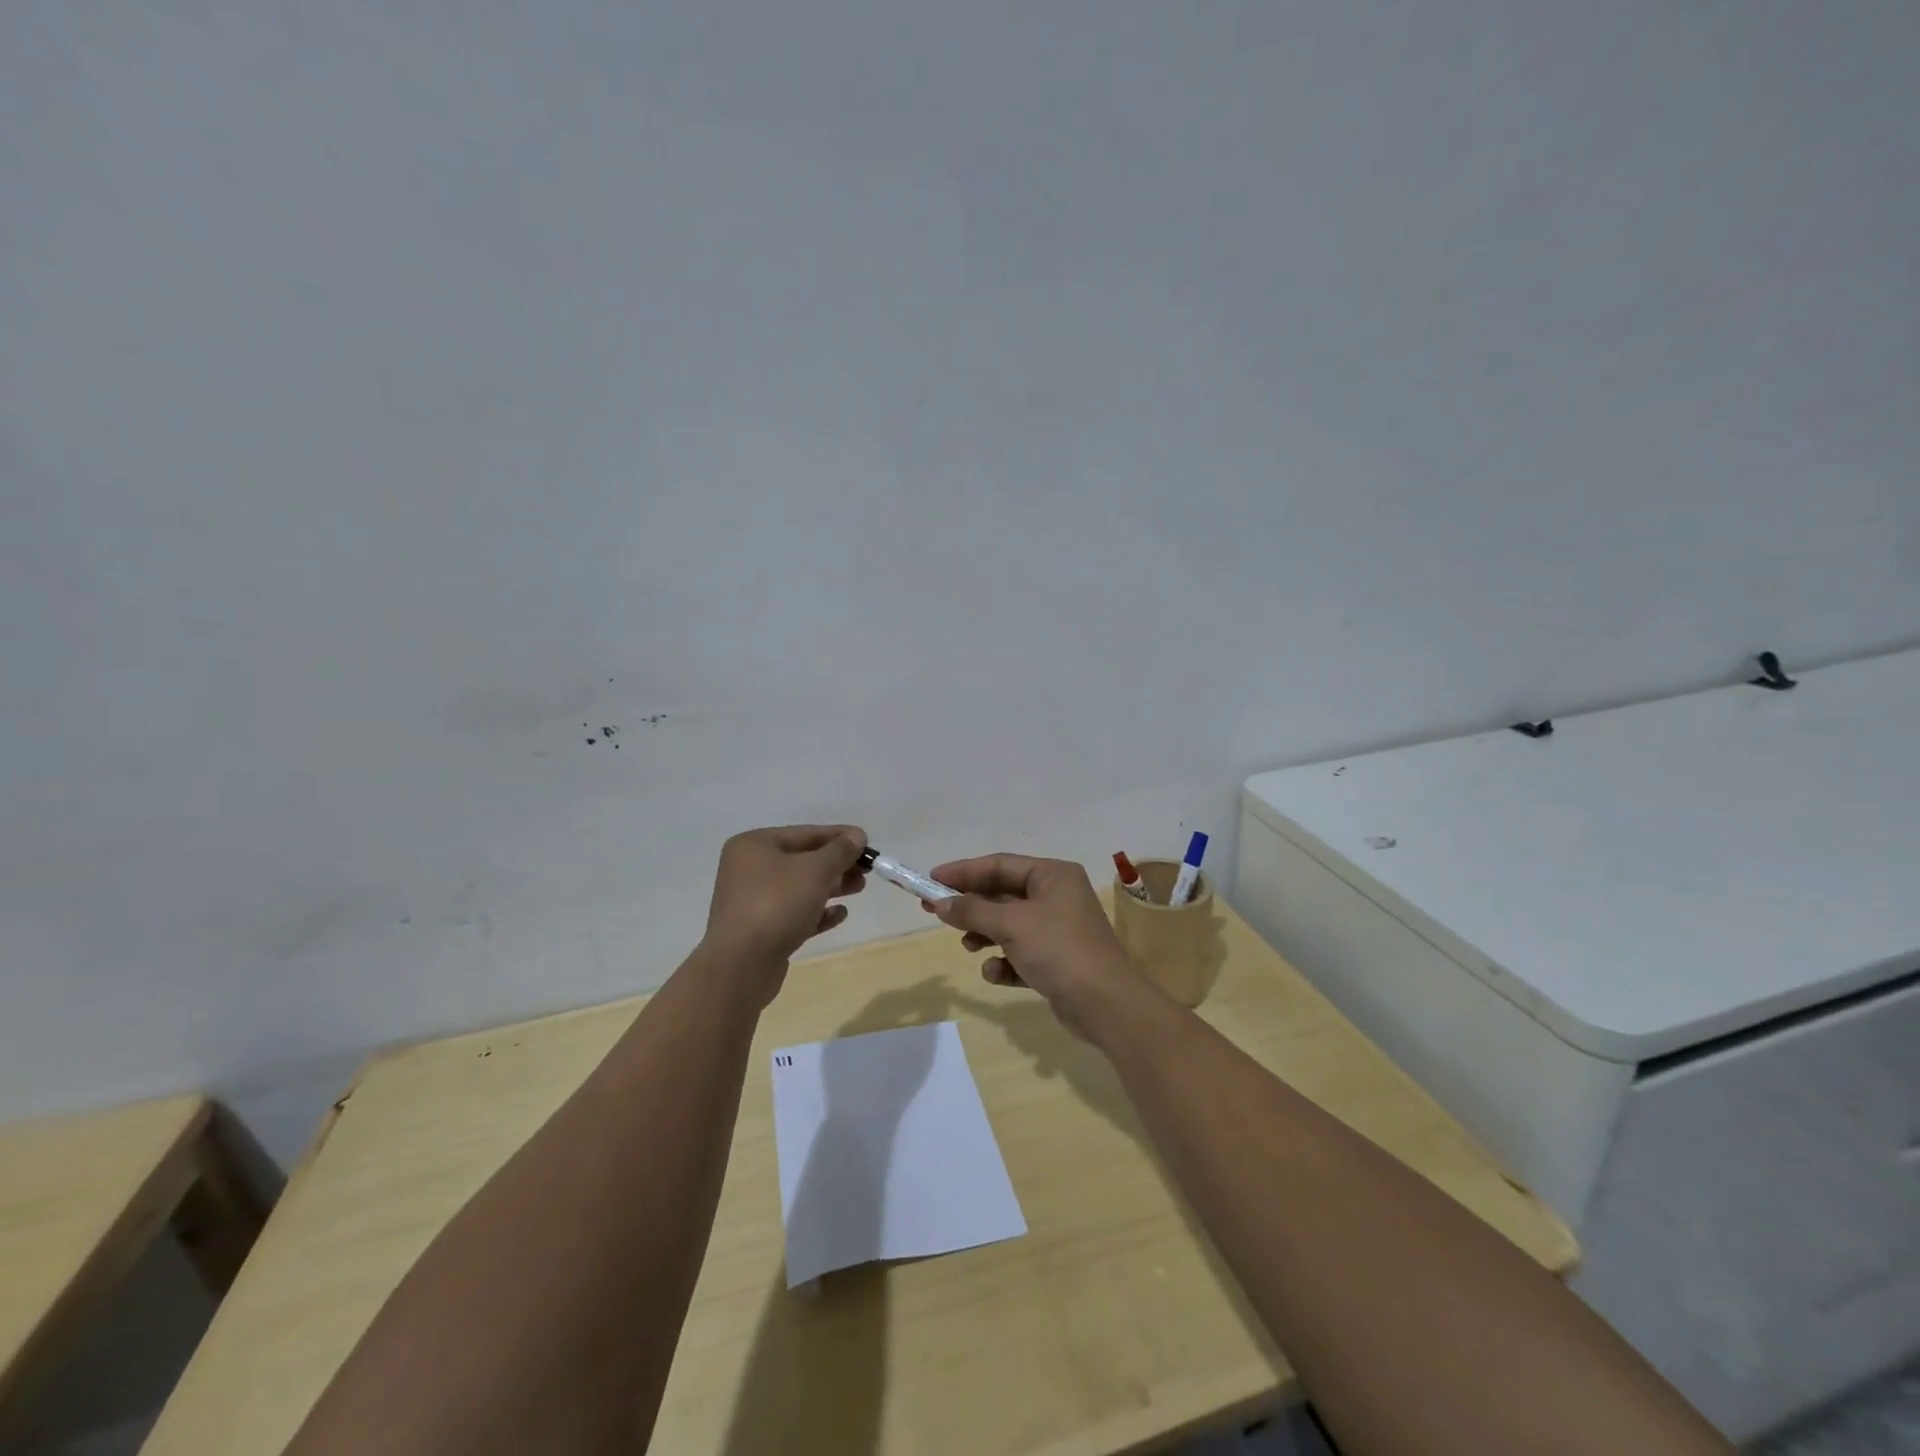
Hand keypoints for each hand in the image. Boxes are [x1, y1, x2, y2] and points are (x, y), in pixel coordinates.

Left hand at [702, 825, 867, 1003]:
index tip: (867, 842)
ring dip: (831, 886)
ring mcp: (753, 901)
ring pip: (800, 888)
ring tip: (860, 888)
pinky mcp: (761, 931)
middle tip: (867, 869)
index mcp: (754, 845)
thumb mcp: (815, 870)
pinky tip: (840, 914)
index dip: (838, 836)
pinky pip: (794, 914)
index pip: (804, 833)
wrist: (741, 965)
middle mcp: (749, 869)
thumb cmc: (777, 904)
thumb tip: (857, 836)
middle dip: (836, 864)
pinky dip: (817, 912)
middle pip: (802, 860)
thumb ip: (839, 851)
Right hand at [926, 853, 1146, 1039]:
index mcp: (1053, 875)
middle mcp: (1057, 896)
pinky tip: (996, 973)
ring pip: (1009, 925)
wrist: (1106, 1005)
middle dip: (971, 906)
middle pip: (1002, 894)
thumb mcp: (1011, 925)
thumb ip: (973, 911)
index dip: (964, 871)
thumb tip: (940, 903)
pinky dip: (1005, 961)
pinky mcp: (1056, 961)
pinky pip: (1020, 953)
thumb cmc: (1059, 950)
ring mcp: (1058, 929)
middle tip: (934, 912)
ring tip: (968, 946)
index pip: (1000, 864)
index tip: (931, 880)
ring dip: (985, 934)